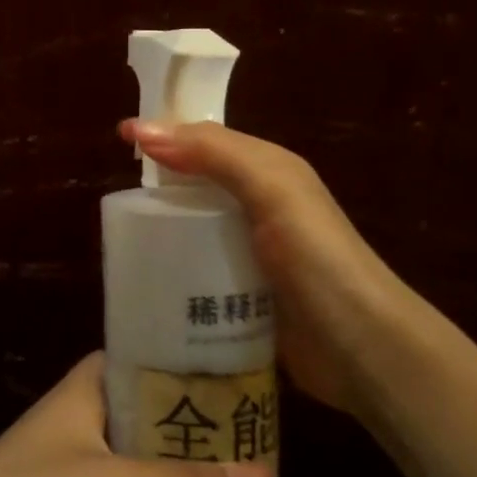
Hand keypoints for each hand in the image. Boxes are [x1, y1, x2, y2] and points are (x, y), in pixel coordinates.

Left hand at [0, 352, 273, 476]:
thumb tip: (266, 476)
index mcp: (81, 389)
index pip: (139, 355)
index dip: (184, 359)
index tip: (237, 371)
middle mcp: (72, 416)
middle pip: (141, 404)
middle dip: (189, 415)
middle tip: (250, 429)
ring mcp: (61, 462)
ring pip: (130, 449)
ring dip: (172, 458)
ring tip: (231, 469)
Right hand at [120, 118, 413, 416]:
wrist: (362, 348)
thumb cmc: (317, 258)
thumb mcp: (271, 189)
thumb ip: (214, 154)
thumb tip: (142, 129)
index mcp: (270, 171)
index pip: (208, 140)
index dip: (166, 133)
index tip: (119, 137)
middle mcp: (261, 206)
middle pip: (199, 184)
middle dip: (159, 184)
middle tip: (115, 198)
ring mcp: (253, 254)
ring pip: (196, 228)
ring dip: (164, 231)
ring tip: (122, 243)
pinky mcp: (244, 295)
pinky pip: (200, 270)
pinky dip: (175, 269)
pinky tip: (149, 280)